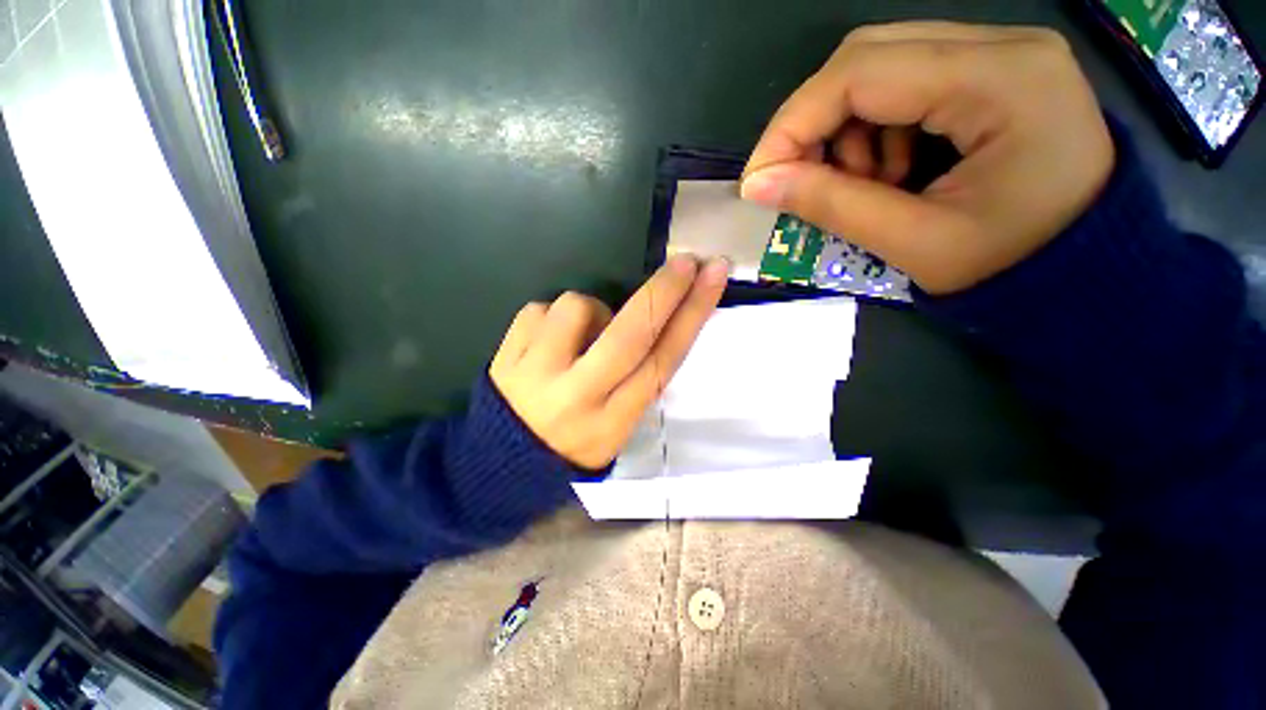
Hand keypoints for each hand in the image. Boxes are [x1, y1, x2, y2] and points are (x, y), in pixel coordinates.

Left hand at [490, 255, 728, 469]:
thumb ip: (639, 379)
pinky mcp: (506, 354)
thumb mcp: (618, 427)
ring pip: (578, 307)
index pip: (662, 361)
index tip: (712, 278)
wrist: (501, 461)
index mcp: (613, 421)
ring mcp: (536, 373)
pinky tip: (546, 342)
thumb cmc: (574, 442)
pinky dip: (552, 316)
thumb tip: (654, 319)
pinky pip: (539, 308)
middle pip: (630, 334)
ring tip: (581, 337)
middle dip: (664, 292)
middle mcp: (578, 397)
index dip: (691, 316)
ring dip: (591, 310)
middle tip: (686, 262)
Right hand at [741, 22, 1114, 293]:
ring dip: (848, 130)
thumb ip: (831, 205)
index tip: (758, 178)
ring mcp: (999, 52)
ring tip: (866, 185)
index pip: (861, 72)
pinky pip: (904, 82)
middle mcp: (1002, 45)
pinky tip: (891, 170)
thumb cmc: (1011, 266)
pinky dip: (874, 129)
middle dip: (816, 124)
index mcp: (1000, 80)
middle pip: (866, 56)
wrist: (1084, 267)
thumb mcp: (913, 244)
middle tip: (805, 181)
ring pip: (880, 66)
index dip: (793, 124)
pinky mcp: (991, 71)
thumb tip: (758, 184)